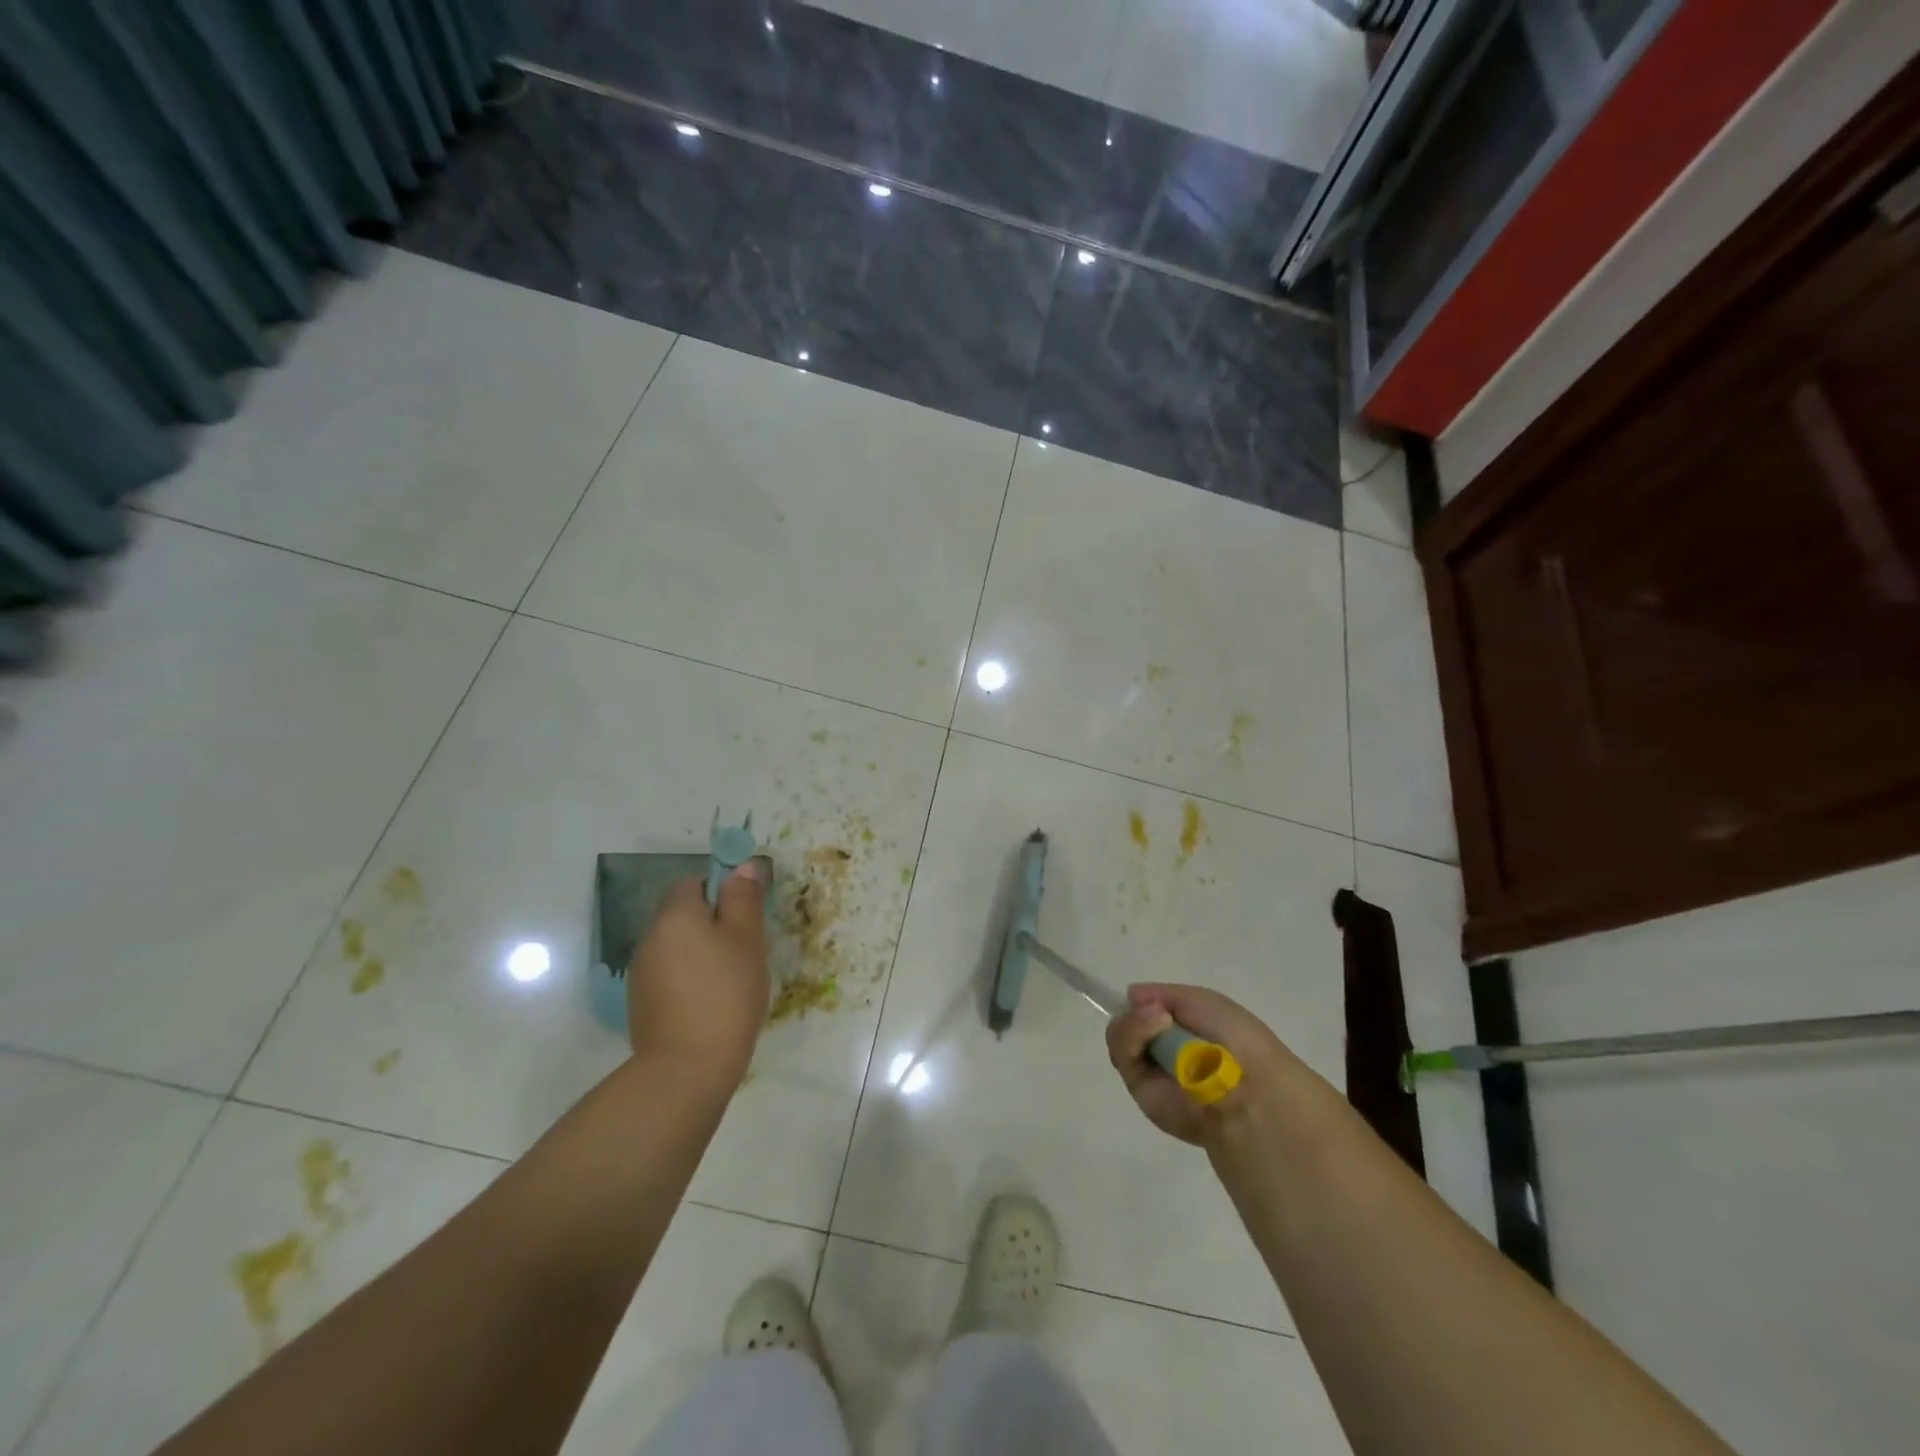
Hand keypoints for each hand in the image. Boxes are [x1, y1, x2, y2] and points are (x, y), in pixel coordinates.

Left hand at [627, 865, 769, 1089]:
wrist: (686, 1069)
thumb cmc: (725, 993)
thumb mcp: (747, 939)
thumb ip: (744, 898)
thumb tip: (742, 866)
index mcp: (674, 915)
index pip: (692, 882)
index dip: (720, 891)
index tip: (745, 916)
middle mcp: (650, 937)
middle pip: (682, 915)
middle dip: (713, 924)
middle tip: (746, 948)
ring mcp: (641, 973)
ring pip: (677, 946)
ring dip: (701, 952)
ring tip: (732, 979)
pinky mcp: (642, 1004)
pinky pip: (670, 975)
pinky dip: (690, 979)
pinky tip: (711, 1003)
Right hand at [1105, 983, 1297, 1145]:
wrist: (1247, 1086)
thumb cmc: (1234, 1037)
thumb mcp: (1202, 1000)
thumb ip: (1163, 994)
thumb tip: (1131, 996)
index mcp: (1185, 1035)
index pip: (1148, 1014)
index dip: (1144, 1004)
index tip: (1148, 999)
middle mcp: (1165, 1053)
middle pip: (1128, 1024)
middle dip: (1137, 1012)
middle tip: (1157, 1011)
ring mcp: (1151, 1072)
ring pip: (1121, 1037)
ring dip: (1135, 1021)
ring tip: (1160, 1019)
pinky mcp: (1140, 1090)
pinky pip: (1123, 1055)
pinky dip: (1132, 1033)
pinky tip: (1155, 1026)